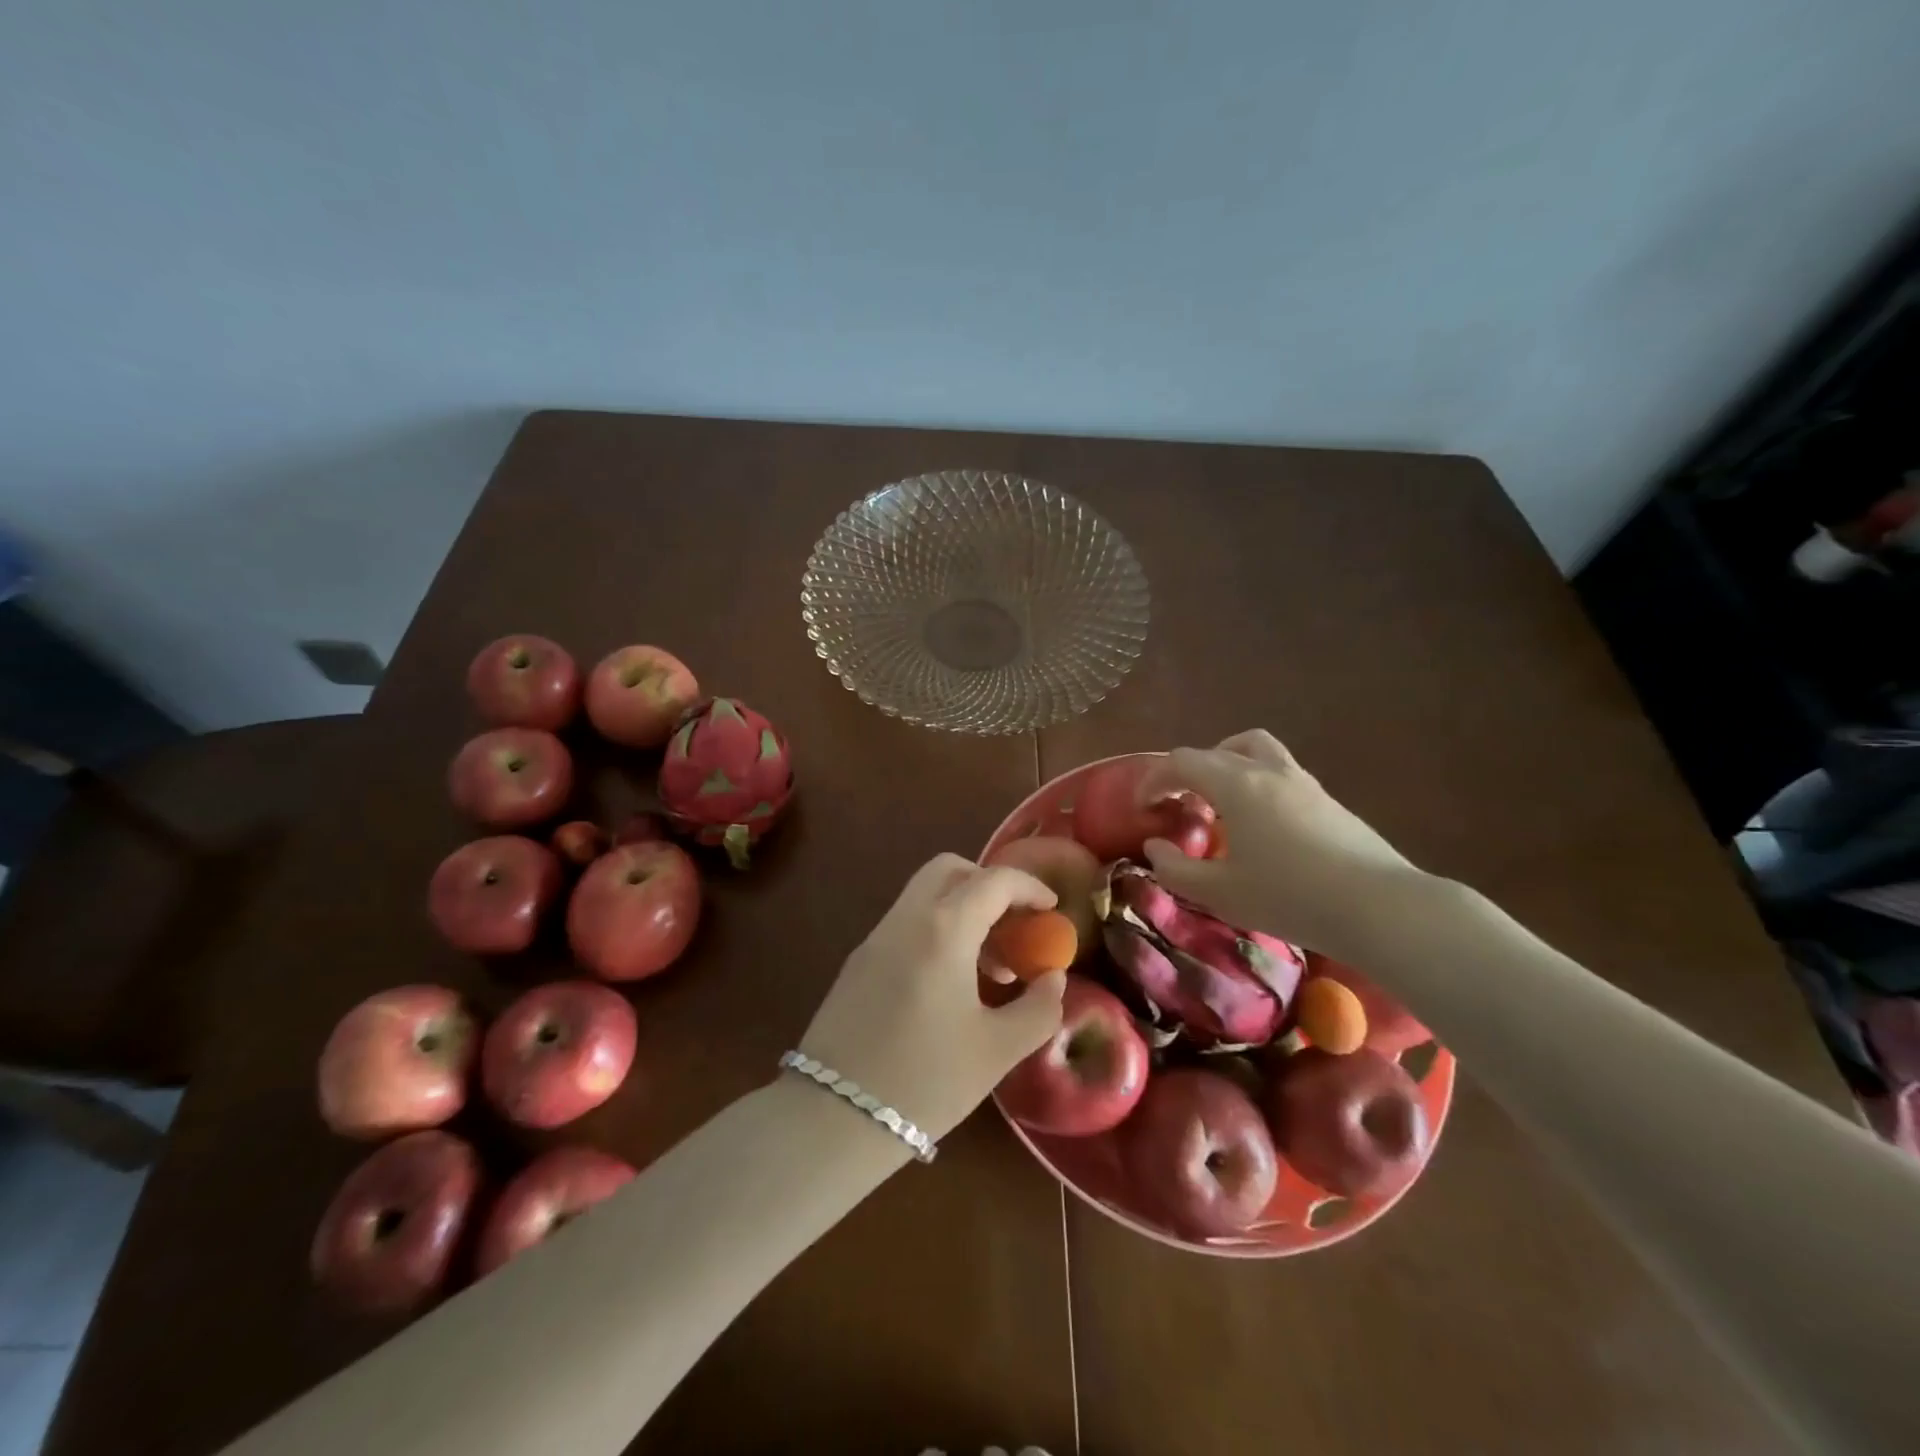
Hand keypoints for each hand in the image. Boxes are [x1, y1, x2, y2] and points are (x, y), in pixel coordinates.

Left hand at [798, 854, 1067, 1141]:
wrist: (831, 1119)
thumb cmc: (924, 1081)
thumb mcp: (997, 1051)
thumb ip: (1038, 1009)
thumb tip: (1054, 979)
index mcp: (942, 929)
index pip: (993, 881)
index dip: (1029, 887)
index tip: (1052, 909)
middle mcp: (905, 919)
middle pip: (949, 870)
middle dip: (989, 885)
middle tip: (1015, 924)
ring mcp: (875, 939)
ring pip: (924, 896)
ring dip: (963, 911)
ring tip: (992, 969)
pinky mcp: (858, 963)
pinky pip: (906, 924)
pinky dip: (937, 931)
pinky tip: (952, 985)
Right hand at [1141, 730, 1424, 959]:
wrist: (1381, 907)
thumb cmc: (1290, 897)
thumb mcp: (1219, 893)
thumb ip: (1175, 869)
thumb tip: (1156, 847)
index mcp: (1237, 785)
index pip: (1181, 762)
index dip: (1153, 779)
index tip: (1142, 807)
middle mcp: (1268, 771)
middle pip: (1217, 750)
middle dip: (1187, 771)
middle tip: (1177, 804)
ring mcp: (1303, 782)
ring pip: (1256, 750)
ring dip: (1227, 764)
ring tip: (1218, 800)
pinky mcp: (1328, 800)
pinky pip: (1280, 773)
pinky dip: (1256, 784)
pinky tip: (1260, 826)